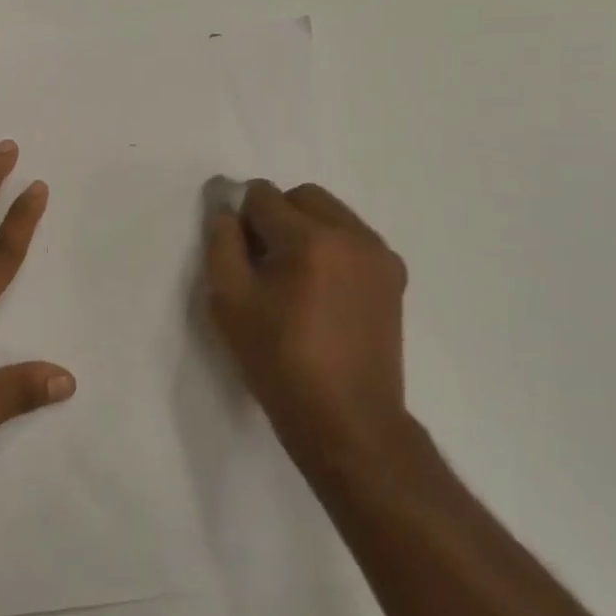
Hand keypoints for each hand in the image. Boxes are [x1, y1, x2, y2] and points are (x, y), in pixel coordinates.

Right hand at [204, 181, 409, 476]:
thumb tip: (224, 207)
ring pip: (332, 214)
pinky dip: (332, 248)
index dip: (242, 220)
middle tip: (264, 265)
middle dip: (276, 216)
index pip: (263, 195)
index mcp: (311, 238)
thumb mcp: (230, 302)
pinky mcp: (394, 276)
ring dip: (306, 230)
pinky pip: (354, 239)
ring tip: (296, 281)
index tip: (240, 256)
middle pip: (302, 197)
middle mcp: (353, 234)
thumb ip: (221, 243)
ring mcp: (380, 254)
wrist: (347, 420)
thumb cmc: (279, 362)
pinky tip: (322, 292)